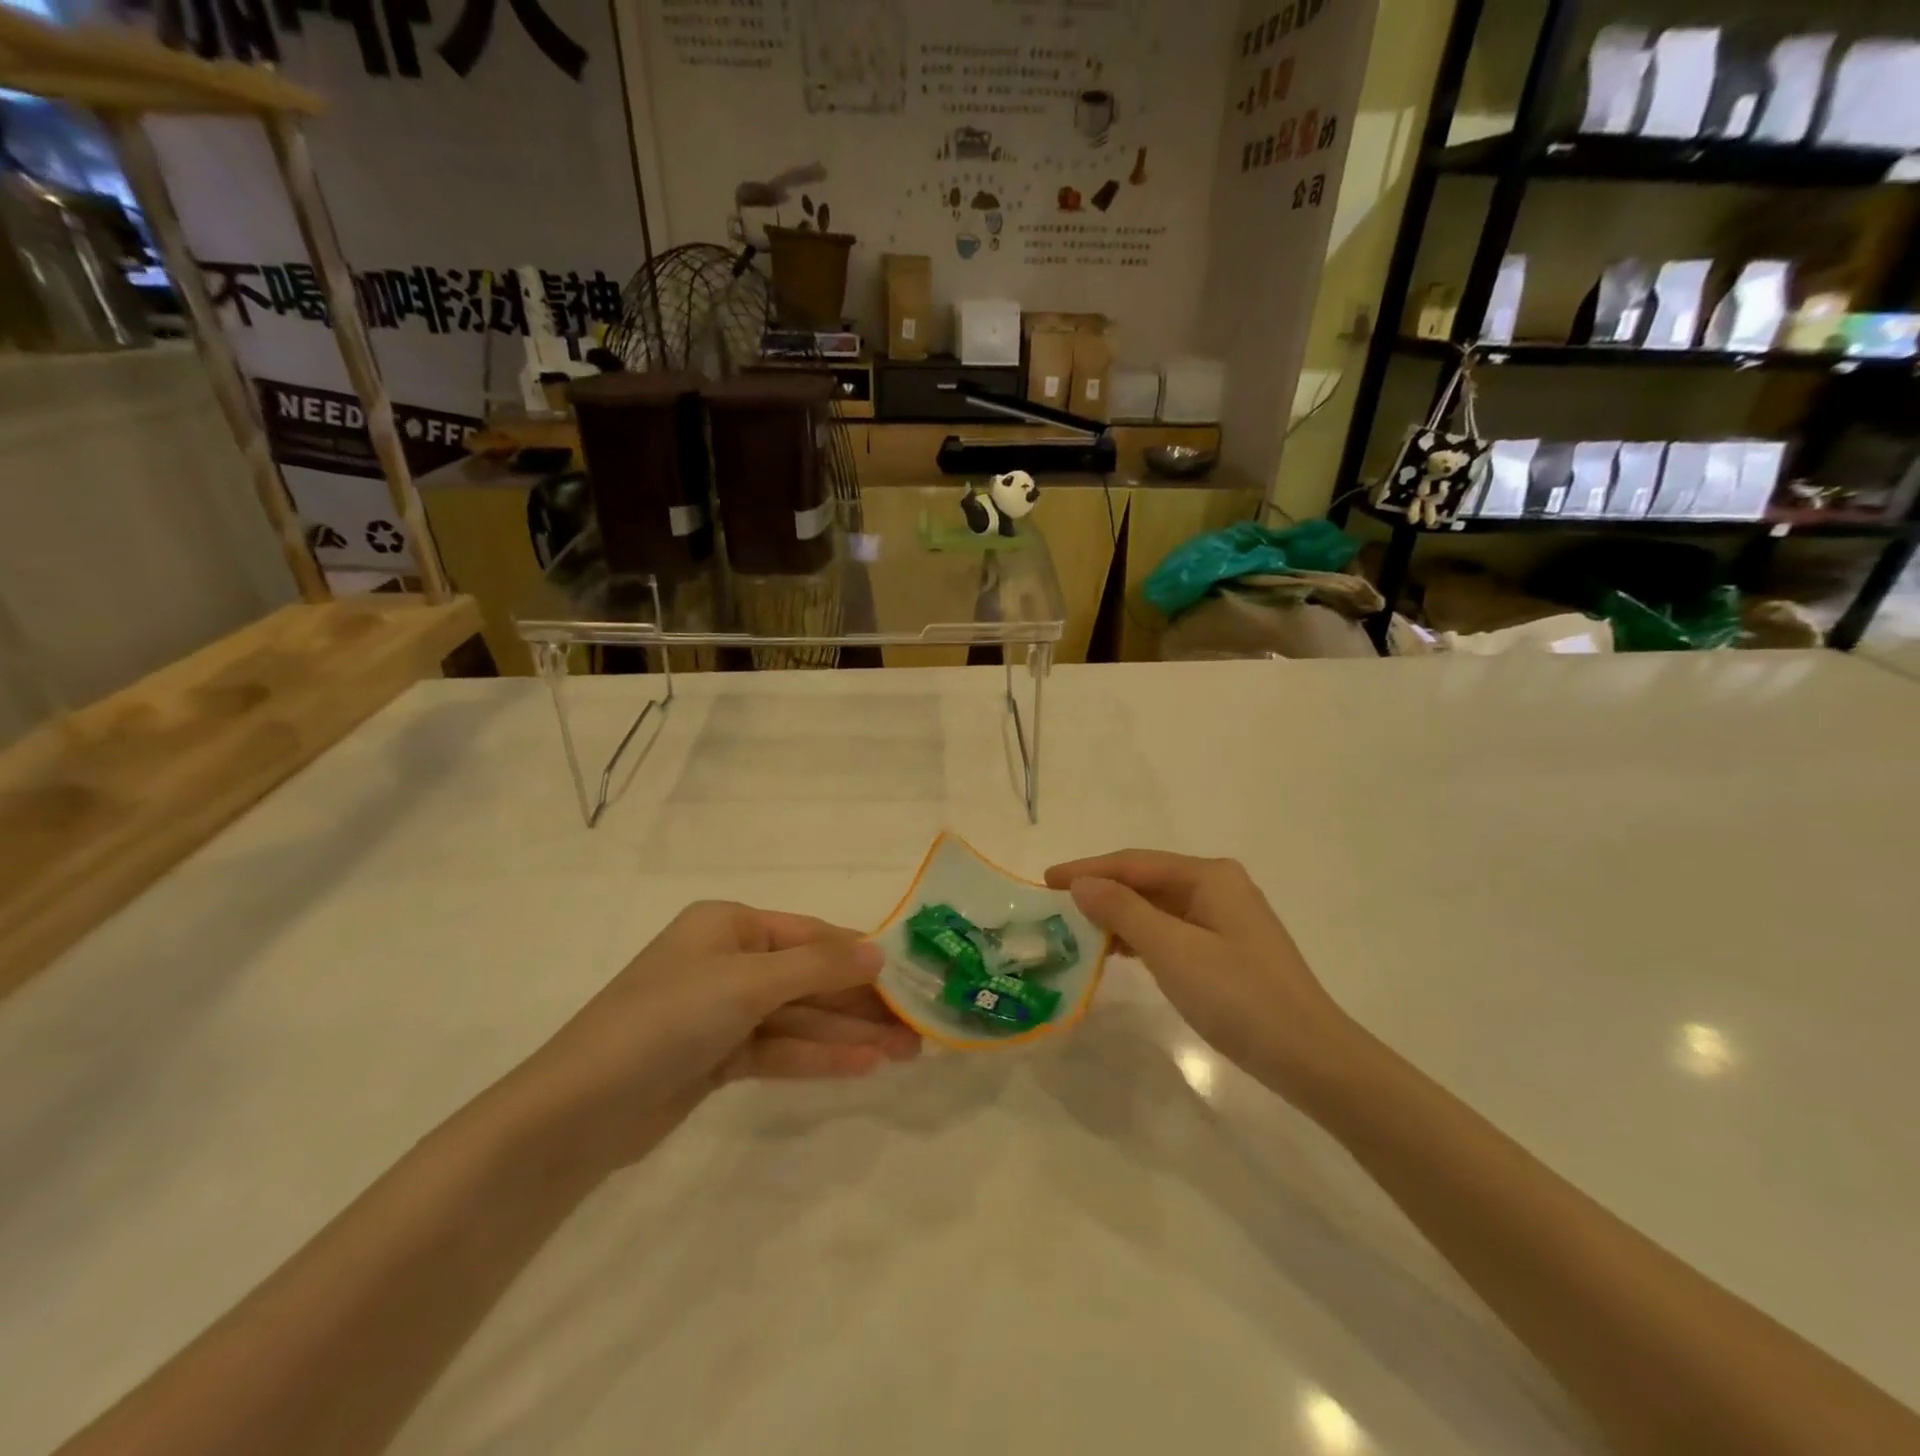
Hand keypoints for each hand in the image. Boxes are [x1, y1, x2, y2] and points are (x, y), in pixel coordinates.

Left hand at [507, 902, 919, 1172]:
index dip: (861, 955)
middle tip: (917, 1025)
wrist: (578, 1111)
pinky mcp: (716, 1057)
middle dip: (861, 1001)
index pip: (811, 935)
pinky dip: (817, 1057)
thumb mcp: (747, 982)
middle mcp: (728, 960)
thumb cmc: (667, 1019)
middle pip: (809, 978)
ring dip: (848, 1033)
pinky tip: (863, 1068)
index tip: (910, 976)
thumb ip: (818, 967)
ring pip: (798, 1017)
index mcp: (729, 925)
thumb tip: (881, 951)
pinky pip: (779, 1049)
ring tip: (906, 1052)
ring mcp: (722, 1012)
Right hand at [1046, 851, 1357, 1098]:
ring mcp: (1226, 918)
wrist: (1311, 1057)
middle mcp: (1218, 886)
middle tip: (1055, 906)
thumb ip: (1123, 911)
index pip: (1133, 863)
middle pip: (1146, 880)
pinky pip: (1172, 930)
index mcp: (1209, 876)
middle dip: (1101, 891)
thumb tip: (1081, 884)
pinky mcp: (1228, 949)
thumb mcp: (1172, 950)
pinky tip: (1118, 951)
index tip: (1045, 880)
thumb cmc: (1238, 996)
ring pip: (1158, 907)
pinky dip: (1141, 937)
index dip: (1087, 870)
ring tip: (1077, 929)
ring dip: (1118, 915)